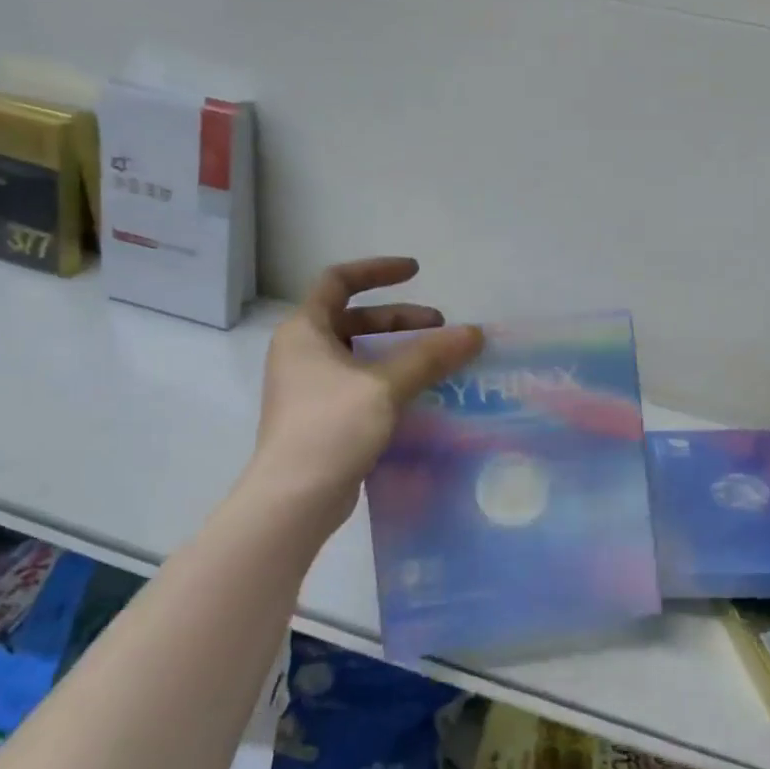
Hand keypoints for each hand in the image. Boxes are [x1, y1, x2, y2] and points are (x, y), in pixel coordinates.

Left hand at [248, 257, 482, 529]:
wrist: (295, 498)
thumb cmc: (331, 428)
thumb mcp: (384, 386)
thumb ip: (430, 356)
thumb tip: (474, 333)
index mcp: (304, 330)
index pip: (338, 280)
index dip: (377, 270)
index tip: (416, 272)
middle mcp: (302, 353)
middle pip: (353, 319)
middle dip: (399, 319)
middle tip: (440, 328)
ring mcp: (309, 387)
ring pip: (359, 354)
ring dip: (397, 351)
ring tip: (436, 362)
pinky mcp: (322, 417)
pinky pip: (360, 384)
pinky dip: (389, 379)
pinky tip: (419, 395)